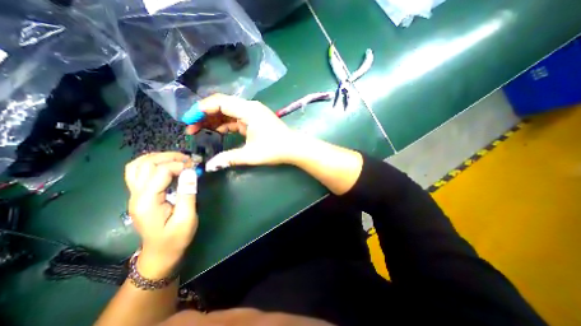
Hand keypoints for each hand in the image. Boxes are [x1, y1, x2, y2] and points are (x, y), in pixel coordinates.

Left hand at [124, 152, 196, 276]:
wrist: (160, 253)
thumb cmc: (176, 238)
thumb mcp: (186, 218)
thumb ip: (187, 194)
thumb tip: (191, 172)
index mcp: (147, 201)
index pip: (161, 171)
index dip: (180, 166)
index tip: (196, 168)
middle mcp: (136, 195)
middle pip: (146, 164)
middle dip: (169, 157)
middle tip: (189, 160)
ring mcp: (135, 195)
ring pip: (138, 165)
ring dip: (159, 158)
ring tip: (178, 159)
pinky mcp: (139, 195)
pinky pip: (139, 172)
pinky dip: (153, 163)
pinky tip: (167, 165)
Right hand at [184, 93, 298, 171]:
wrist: (294, 148)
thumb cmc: (275, 149)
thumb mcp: (250, 155)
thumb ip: (229, 158)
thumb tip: (210, 166)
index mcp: (248, 110)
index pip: (220, 102)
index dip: (201, 109)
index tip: (188, 120)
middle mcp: (249, 107)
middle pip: (222, 105)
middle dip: (205, 115)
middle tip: (191, 128)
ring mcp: (253, 113)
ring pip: (228, 112)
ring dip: (214, 120)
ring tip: (200, 131)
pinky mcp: (255, 120)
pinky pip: (236, 119)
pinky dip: (226, 125)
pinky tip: (217, 132)